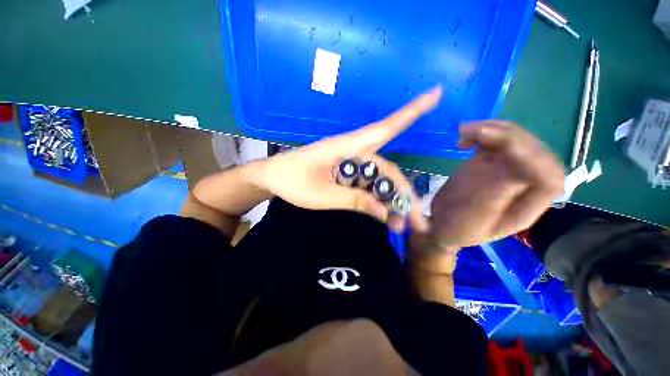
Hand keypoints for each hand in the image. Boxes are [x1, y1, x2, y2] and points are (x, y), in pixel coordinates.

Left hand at [255, 86, 443, 232]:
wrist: (273, 178)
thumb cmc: (292, 181)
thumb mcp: (323, 195)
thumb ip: (354, 200)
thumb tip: (385, 212)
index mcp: (347, 147)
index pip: (385, 128)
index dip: (411, 112)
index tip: (437, 93)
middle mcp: (355, 152)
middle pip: (388, 171)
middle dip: (404, 195)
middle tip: (418, 222)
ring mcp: (352, 164)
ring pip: (380, 181)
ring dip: (391, 202)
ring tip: (401, 225)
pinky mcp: (348, 173)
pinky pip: (369, 185)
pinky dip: (377, 200)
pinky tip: (384, 216)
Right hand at [427, 121, 563, 251]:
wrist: (442, 222)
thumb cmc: (457, 228)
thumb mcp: (474, 221)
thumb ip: (495, 198)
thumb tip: (516, 173)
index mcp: (526, 205)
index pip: (549, 178)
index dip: (535, 159)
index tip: (503, 148)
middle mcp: (523, 184)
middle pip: (534, 153)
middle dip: (510, 137)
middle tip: (477, 131)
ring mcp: (505, 170)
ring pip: (514, 142)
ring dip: (494, 130)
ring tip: (465, 130)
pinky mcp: (487, 163)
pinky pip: (493, 142)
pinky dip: (481, 135)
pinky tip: (463, 138)